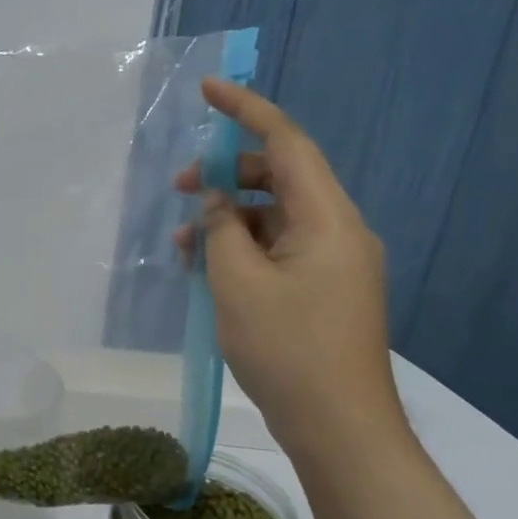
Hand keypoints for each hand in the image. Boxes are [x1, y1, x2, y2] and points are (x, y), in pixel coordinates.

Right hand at [173, 79, 402, 453]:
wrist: (339, 428)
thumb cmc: (287, 348)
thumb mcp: (238, 283)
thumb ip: (221, 229)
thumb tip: (214, 201)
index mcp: (328, 220)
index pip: (286, 144)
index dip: (246, 111)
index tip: (208, 90)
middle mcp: (338, 231)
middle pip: (278, 178)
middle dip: (224, 175)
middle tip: (177, 188)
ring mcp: (333, 263)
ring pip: (273, 217)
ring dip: (226, 219)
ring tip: (182, 245)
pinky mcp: (322, 289)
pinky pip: (277, 249)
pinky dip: (241, 249)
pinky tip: (205, 270)